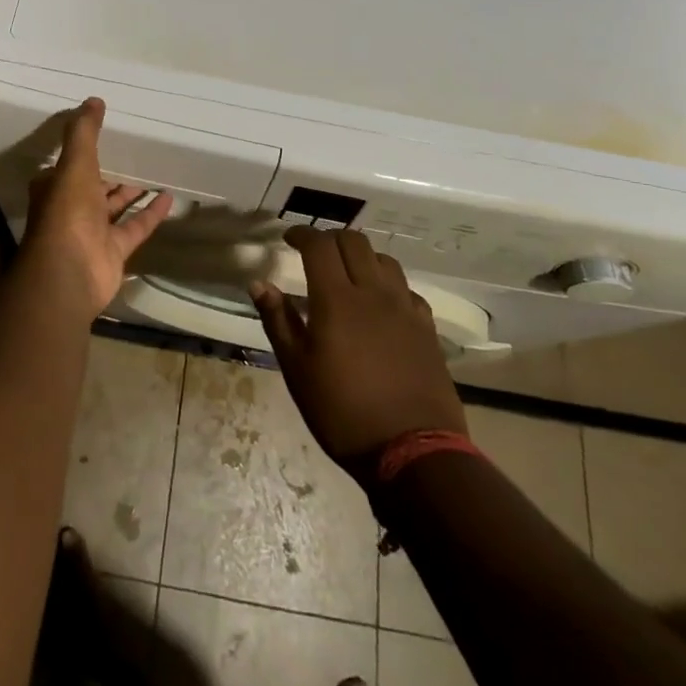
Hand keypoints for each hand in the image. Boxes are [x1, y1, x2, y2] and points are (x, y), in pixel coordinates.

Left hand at [23, 99, 172, 316]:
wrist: (70, 272)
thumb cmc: (67, 211)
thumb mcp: (75, 163)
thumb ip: (84, 132)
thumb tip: (94, 100)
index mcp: (55, 187)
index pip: (67, 165)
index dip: (82, 151)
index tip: (104, 134)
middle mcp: (72, 208)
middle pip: (94, 186)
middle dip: (111, 171)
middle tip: (136, 150)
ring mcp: (93, 231)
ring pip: (115, 206)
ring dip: (132, 191)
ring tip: (156, 169)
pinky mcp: (114, 250)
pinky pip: (136, 226)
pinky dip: (151, 212)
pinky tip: (170, 196)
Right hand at [250, 227, 465, 476]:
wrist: (412, 451)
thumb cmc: (342, 412)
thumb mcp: (297, 370)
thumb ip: (278, 321)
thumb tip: (259, 283)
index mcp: (336, 299)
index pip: (319, 245)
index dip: (302, 234)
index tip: (288, 238)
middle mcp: (373, 292)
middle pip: (354, 242)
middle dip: (330, 239)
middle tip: (314, 253)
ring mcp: (405, 308)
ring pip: (384, 260)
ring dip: (362, 256)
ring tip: (348, 273)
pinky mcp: (426, 328)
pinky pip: (407, 289)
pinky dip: (389, 284)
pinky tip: (381, 304)